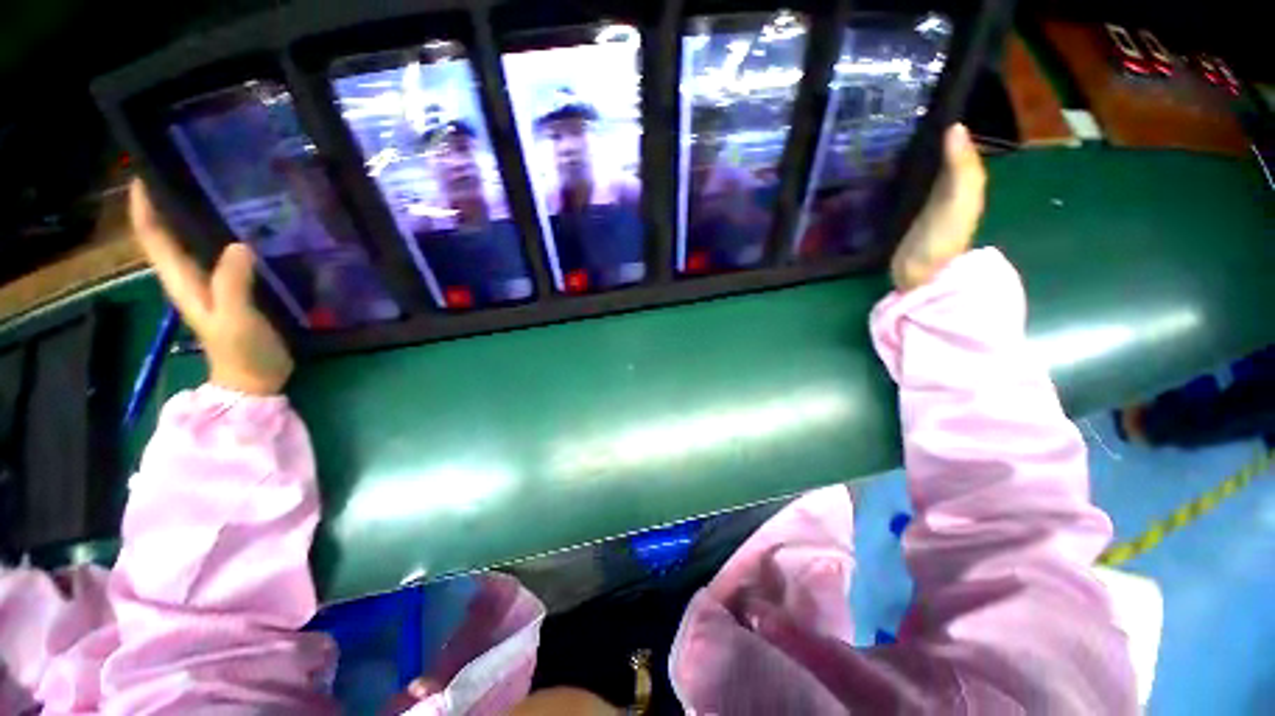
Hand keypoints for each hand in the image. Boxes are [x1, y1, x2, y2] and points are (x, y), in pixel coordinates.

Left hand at [129, 180, 293, 394]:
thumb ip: (233, 284)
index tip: (147, 174)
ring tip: (213, 192)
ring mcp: (209, 285)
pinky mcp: (230, 291)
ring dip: (193, 217)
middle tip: (185, 172)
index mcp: (182, 281)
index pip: (154, 238)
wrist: (254, 380)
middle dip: (167, 203)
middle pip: (167, 235)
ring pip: (191, 243)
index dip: (146, 207)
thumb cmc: (242, 352)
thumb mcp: (236, 319)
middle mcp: (188, 278)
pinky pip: (218, 256)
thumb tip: (239, 245)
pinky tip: (242, 229)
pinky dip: (221, 238)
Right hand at [890, 124, 986, 290]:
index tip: (925, 110)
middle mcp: (946, 191)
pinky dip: (895, 181)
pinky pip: (903, 192)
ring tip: (885, 143)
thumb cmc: (943, 238)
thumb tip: (954, 126)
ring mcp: (924, 206)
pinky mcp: (904, 219)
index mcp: (964, 184)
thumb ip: (961, 166)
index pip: (958, 149)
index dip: (947, 130)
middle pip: (938, 160)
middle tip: (899, 124)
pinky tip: (880, 173)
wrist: (919, 276)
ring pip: (920, 175)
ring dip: (908, 160)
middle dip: (924, 142)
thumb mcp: (960, 199)